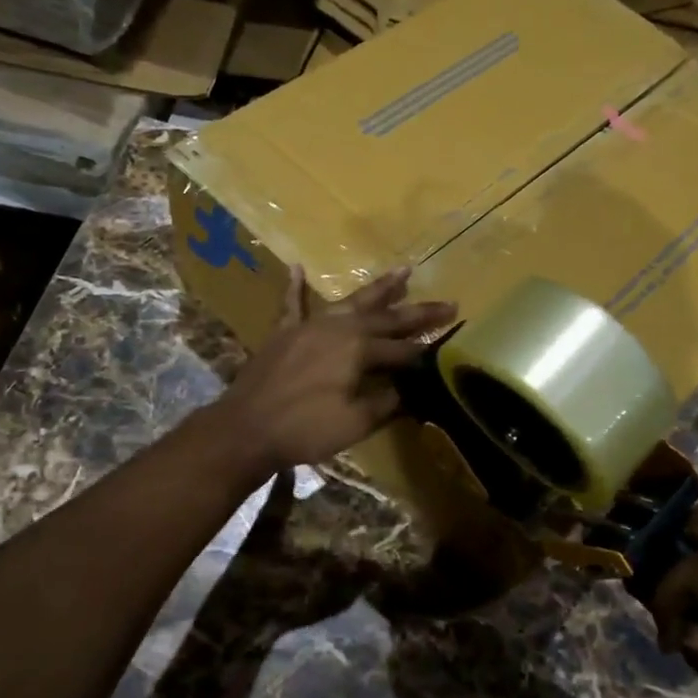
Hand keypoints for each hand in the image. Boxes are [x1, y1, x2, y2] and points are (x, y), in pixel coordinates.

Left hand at [217, 265, 455, 476]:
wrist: (247, 428)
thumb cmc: (306, 429)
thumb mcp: (356, 423)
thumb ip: (387, 402)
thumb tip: (412, 391)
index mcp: (360, 350)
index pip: (403, 349)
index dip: (427, 352)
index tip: (451, 345)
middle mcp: (340, 328)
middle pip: (386, 317)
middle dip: (418, 312)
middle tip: (448, 303)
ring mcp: (310, 325)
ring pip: (351, 301)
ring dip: (379, 288)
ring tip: (404, 271)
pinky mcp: (285, 332)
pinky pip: (292, 304)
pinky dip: (295, 287)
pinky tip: (297, 268)